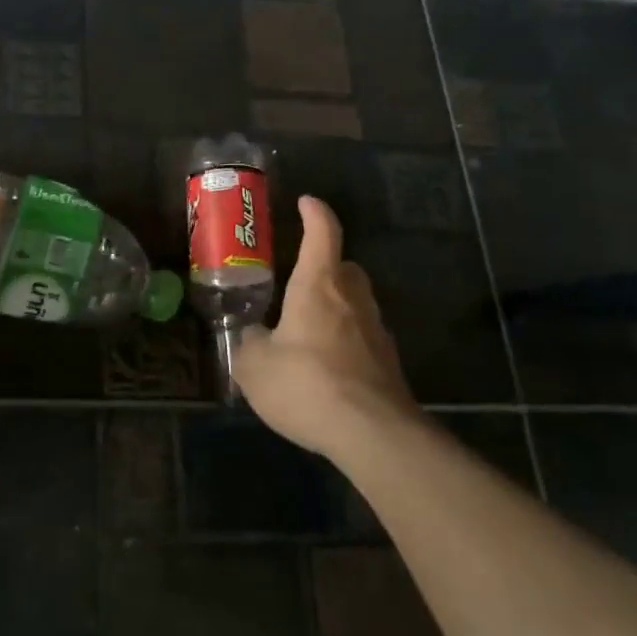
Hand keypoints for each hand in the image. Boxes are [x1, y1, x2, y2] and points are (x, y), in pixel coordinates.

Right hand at [233, 196, 418, 459]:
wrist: (373, 433)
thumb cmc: (307, 384)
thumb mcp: (255, 366)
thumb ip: (248, 345)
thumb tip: (252, 338)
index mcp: (318, 286)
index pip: (322, 234)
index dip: (315, 213)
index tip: (306, 201)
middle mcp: (352, 299)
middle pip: (345, 266)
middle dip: (326, 265)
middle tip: (301, 278)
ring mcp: (376, 331)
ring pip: (356, 302)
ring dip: (336, 304)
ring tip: (307, 327)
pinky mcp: (388, 364)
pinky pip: (362, 337)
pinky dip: (345, 339)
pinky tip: (325, 366)